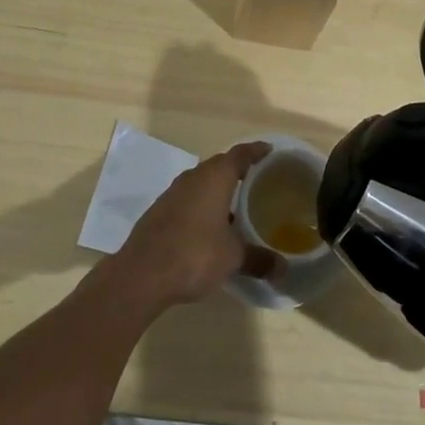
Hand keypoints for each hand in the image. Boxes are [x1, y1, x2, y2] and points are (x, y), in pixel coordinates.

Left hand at [109, 142, 276, 309]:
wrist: (141, 274)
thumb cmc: (194, 255)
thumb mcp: (233, 259)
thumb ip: (258, 259)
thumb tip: (283, 269)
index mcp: (214, 177)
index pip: (240, 154)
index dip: (256, 151)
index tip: (270, 151)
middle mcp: (193, 177)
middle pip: (220, 166)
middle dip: (238, 171)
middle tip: (258, 181)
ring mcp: (173, 193)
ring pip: (202, 183)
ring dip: (218, 191)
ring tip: (237, 206)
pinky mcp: (160, 211)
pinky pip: (188, 199)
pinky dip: (202, 206)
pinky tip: (210, 227)